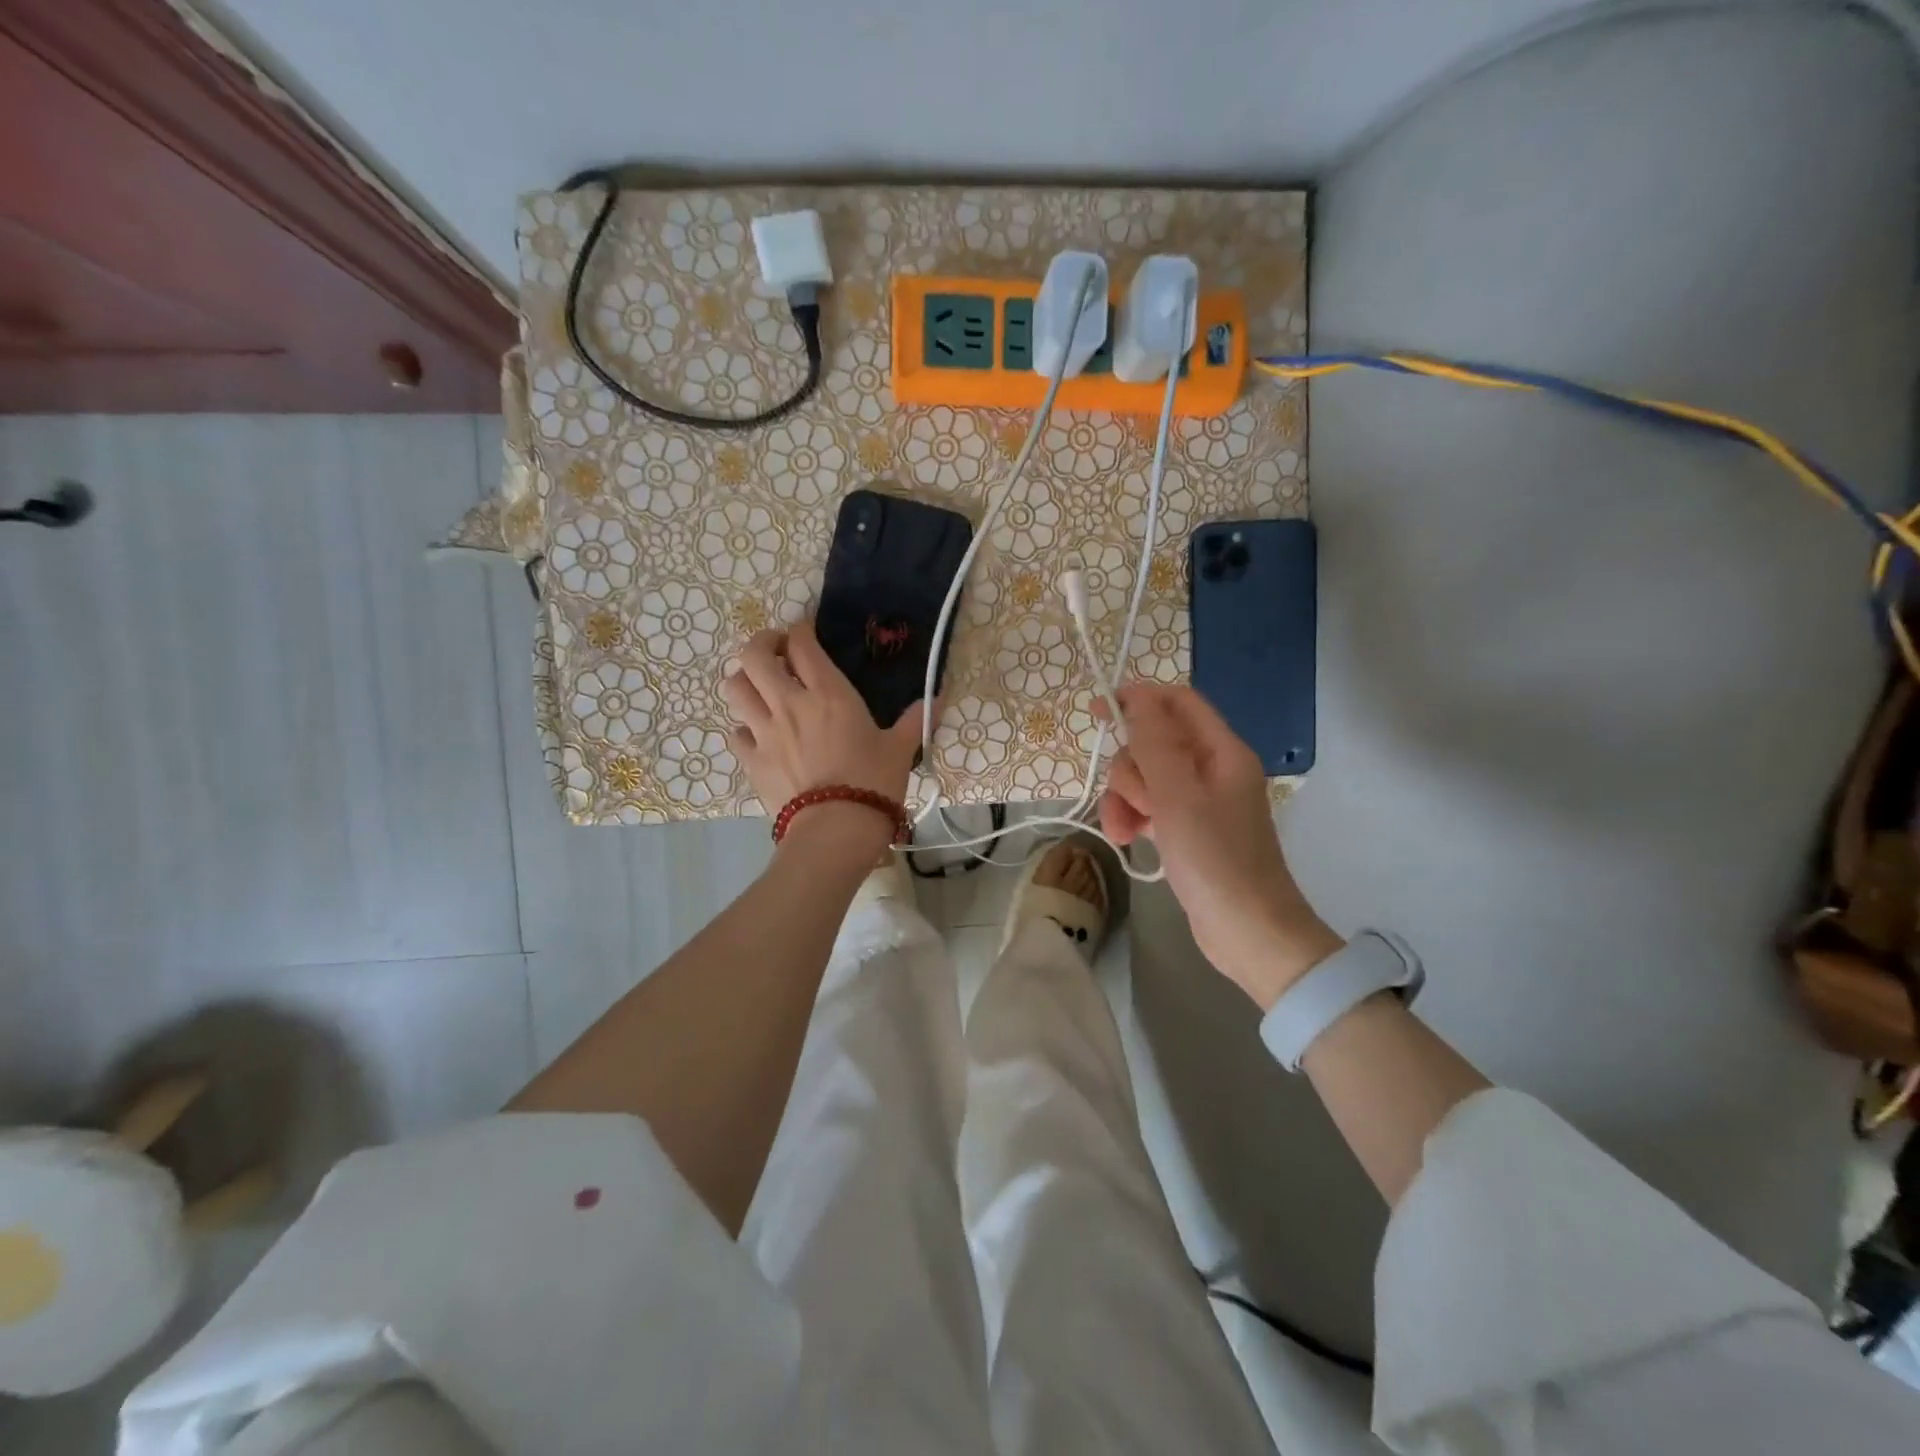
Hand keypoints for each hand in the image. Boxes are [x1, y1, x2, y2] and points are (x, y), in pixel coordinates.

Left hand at [722, 617, 926, 819]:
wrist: (836, 830)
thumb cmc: (873, 783)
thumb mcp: (901, 749)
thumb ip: (915, 720)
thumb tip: (938, 700)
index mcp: (828, 693)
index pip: (801, 643)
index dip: (799, 630)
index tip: (806, 634)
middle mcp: (789, 703)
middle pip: (753, 655)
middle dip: (762, 645)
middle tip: (777, 653)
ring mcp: (764, 731)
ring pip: (735, 687)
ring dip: (745, 680)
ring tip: (761, 688)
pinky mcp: (751, 760)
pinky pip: (735, 732)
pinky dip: (744, 727)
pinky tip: (758, 734)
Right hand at [1099, 683, 1341, 1008]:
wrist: (1247, 932)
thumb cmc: (1215, 859)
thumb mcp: (1178, 796)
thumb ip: (1154, 743)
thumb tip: (1137, 696)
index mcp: (1221, 752)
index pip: (1178, 703)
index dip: (1140, 699)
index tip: (1101, 711)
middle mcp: (1211, 770)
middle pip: (1153, 743)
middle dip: (1130, 769)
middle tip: (1134, 800)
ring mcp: (1197, 801)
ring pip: (1144, 778)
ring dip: (1124, 799)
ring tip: (1123, 832)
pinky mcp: (1185, 830)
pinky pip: (1148, 807)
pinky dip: (1132, 818)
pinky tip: (1128, 841)